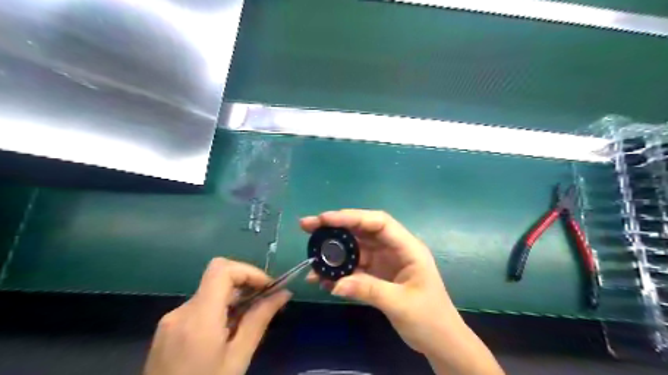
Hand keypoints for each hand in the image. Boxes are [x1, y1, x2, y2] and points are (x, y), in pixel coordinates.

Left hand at [146, 257, 291, 374]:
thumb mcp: (238, 358)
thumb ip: (260, 320)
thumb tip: (284, 293)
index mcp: (199, 317)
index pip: (222, 269)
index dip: (248, 271)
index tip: (267, 287)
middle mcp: (181, 311)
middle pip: (218, 279)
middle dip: (245, 285)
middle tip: (265, 303)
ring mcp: (171, 320)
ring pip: (210, 293)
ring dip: (233, 299)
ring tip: (248, 322)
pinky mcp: (167, 329)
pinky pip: (199, 307)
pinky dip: (219, 310)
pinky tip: (226, 333)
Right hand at [302, 210, 500, 373]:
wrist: (440, 341)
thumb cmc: (429, 319)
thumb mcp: (400, 304)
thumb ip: (368, 289)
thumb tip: (334, 285)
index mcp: (407, 247)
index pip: (378, 222)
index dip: (352, 217)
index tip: (325, 219)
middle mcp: (394, 249)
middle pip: (362, 230)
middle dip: (335, 227)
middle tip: (307, 226)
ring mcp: (384, 261)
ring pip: (355, 248)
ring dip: (333, 252)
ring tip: (311, 258)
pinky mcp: (377, 274)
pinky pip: (354, 267)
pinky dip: (339, 271)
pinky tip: (323, 279)